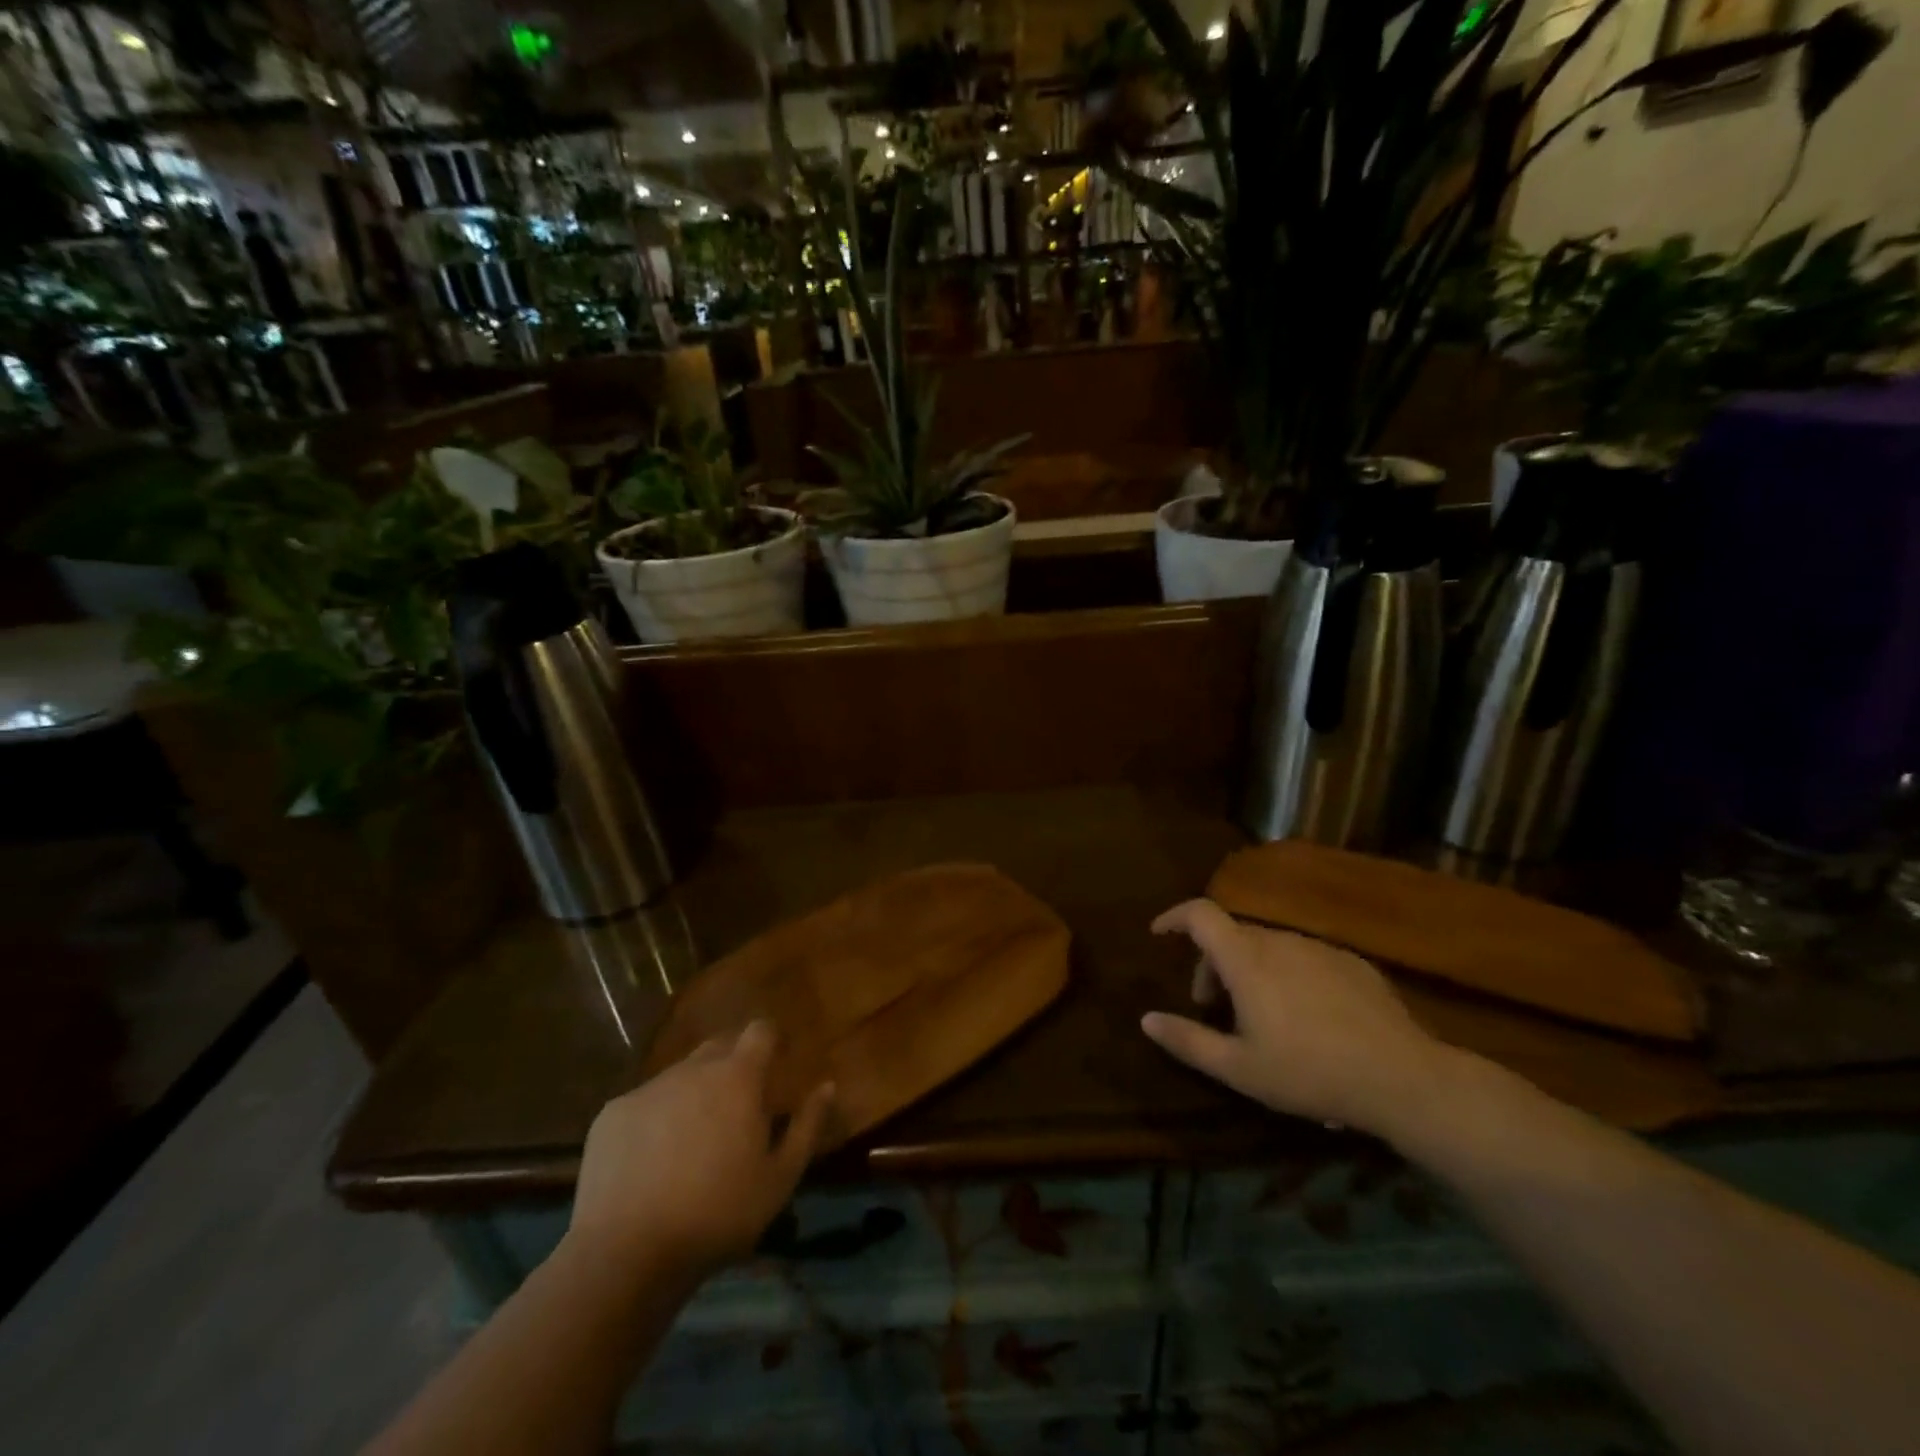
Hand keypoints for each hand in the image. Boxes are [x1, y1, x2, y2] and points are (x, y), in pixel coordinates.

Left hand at [568, 1021, 833, 1281]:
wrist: (626, 1254)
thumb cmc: (718, 1214)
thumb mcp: (780, 1178)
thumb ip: (807, 1126)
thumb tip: (827, 1086)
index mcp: (738, 1077)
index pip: (760, 1030)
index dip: (771, 1040)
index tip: (777, 1062)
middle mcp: (693, 1069)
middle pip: (720, 1045)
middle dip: (734, 1063)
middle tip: (739, 1104)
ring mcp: (649, 1088)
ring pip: (681, 1074)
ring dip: (695, 1091)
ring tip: (694, 1138)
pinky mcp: (612, 1113)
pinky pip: (645, 1102)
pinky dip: (656, 1117)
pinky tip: (652, 1160)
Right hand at [1141, 899, 1458, 1138]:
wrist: (1404, 1079)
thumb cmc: (1309, 1072)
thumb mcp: (1239, 1068)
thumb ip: (1187, 1040)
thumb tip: (1146, 1019)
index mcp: (1246, 958)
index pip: (1200, 914)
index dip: (1174, 917)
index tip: (1159, 934)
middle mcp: (1279, 940)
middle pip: (1232, 934)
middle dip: (1212, 962)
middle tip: (1212, 1006)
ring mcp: (1319, 948)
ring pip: (1269, 946)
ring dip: (1250, 969)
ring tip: (1259, 1016)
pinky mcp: (1352, 962)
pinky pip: (1304, 957)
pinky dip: (1287, 974)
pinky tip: (1306, 1017)